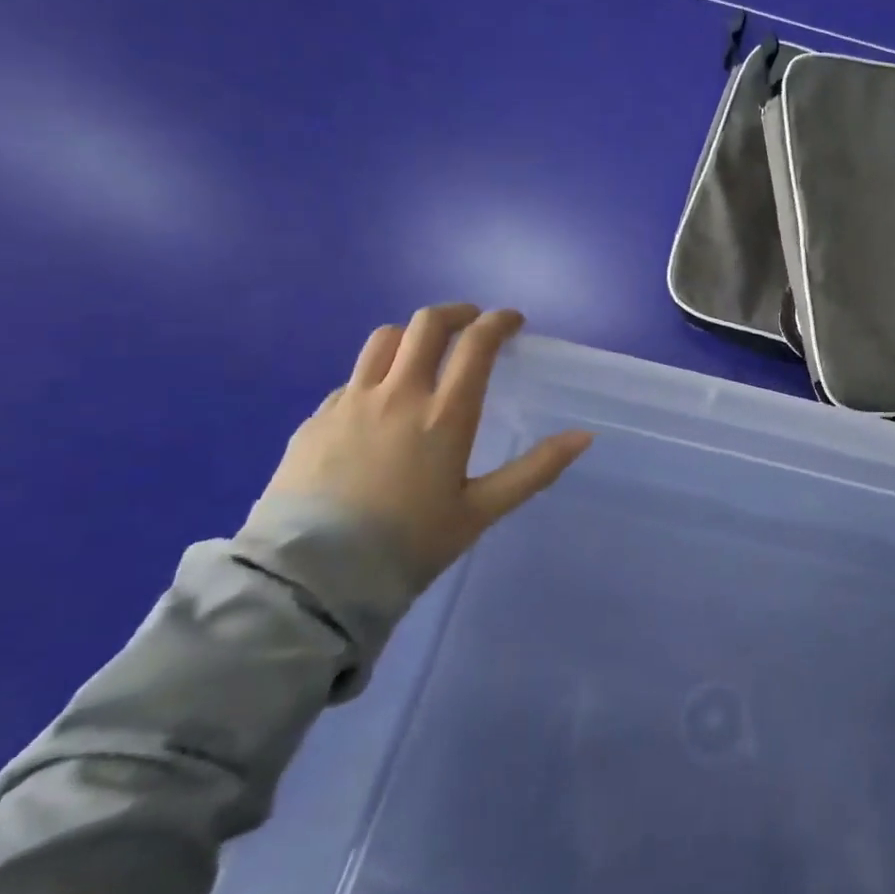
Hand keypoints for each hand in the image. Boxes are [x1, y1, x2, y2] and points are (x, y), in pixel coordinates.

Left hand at [260, 303, 592, 581]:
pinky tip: (380, 406)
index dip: (499, 321)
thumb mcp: (481, 511)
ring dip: (412, 335)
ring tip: (425, 354)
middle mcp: (398, 394)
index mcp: (445, 413)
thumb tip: (585, 437)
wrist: (310, 579)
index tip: (512, 321)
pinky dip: (377, 375)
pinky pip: (353, 379)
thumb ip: (535, 469)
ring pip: (383, 339)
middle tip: (472, 323)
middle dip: (457, 313)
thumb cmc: (408, 544)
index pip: (476, 342)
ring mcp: (350, 402)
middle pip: (426, 324)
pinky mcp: (316, 419)